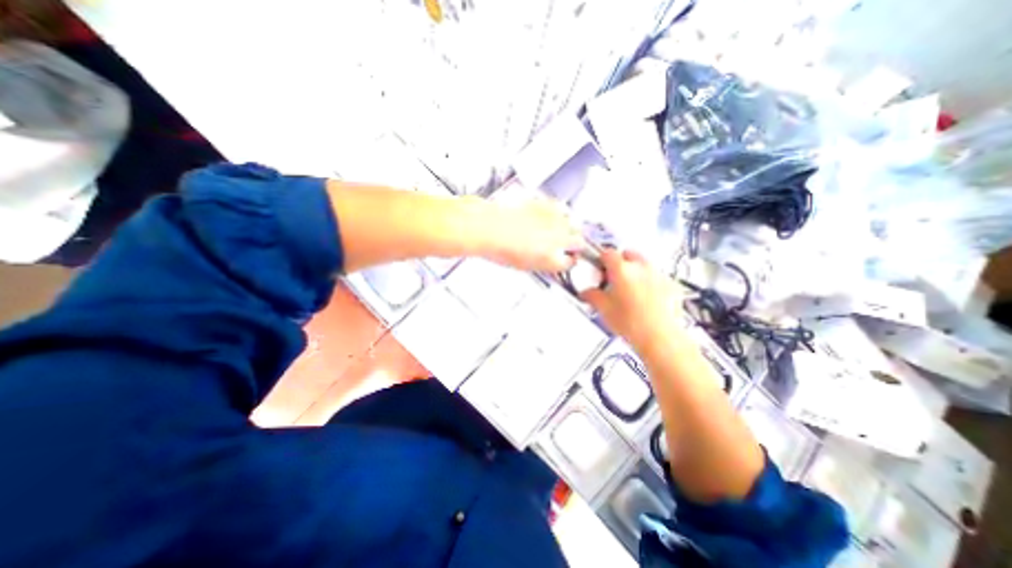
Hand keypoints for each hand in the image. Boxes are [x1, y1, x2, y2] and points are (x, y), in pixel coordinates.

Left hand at [479, 198, 589, 271]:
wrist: (489, 228)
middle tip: (566, 246)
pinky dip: (558, 213)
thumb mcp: (525, 265)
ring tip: (557, 230)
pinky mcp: (546, 204)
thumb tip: (552, 261)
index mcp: (552, 260)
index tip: (567, 259)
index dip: (569, 261)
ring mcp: (554, 220)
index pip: (571, 262)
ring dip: (568, 228)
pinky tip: (550, 216)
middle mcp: (557, 240)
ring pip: (573, 224)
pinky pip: (561, 209)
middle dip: (574, 245)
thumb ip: (545, 263)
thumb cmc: (500, 248)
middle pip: (579, 242)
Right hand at [582, 251, 682, 351]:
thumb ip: (592, 296)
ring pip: (644, 264)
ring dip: (636, 271)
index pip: (608, 253)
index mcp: (622, 269)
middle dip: (620, 263)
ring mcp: (659, 274)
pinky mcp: (672, 285)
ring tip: (631, 290)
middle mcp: (641, 267)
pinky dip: (651, 282)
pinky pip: (658, 276)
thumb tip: (586, 293)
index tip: (600, 270)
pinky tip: (647, 299)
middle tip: (615, 279)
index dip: (602, 260)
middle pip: (628, 254)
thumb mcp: (604, 309)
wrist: (660, 337)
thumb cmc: (630, 322)